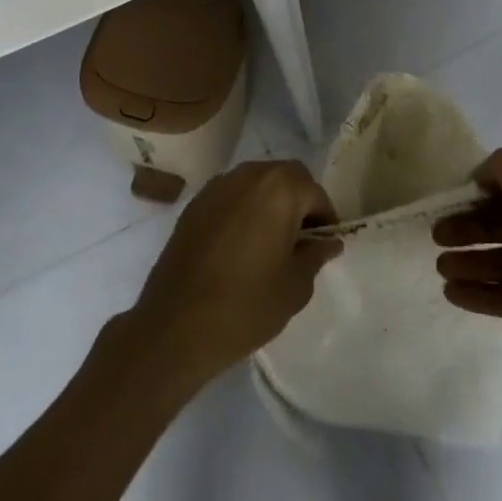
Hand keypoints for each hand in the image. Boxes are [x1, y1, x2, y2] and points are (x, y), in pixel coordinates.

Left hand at [127, 160, 341, 389]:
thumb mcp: (295, 287)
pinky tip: (238, 245)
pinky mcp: (196, 202)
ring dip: (270, 202)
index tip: (323, 247)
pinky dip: (243, 209)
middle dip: (299, 202)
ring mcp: (219, 185)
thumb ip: (315, 256)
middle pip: (287, 177)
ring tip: (268, 243)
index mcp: (281, 188)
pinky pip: (232, 195)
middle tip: (299, 241)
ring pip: (257, 182)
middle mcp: (250, 174)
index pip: (316, 193)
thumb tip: (327, 242)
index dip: (325, 220)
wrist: (175, 326)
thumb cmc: (245, 306)